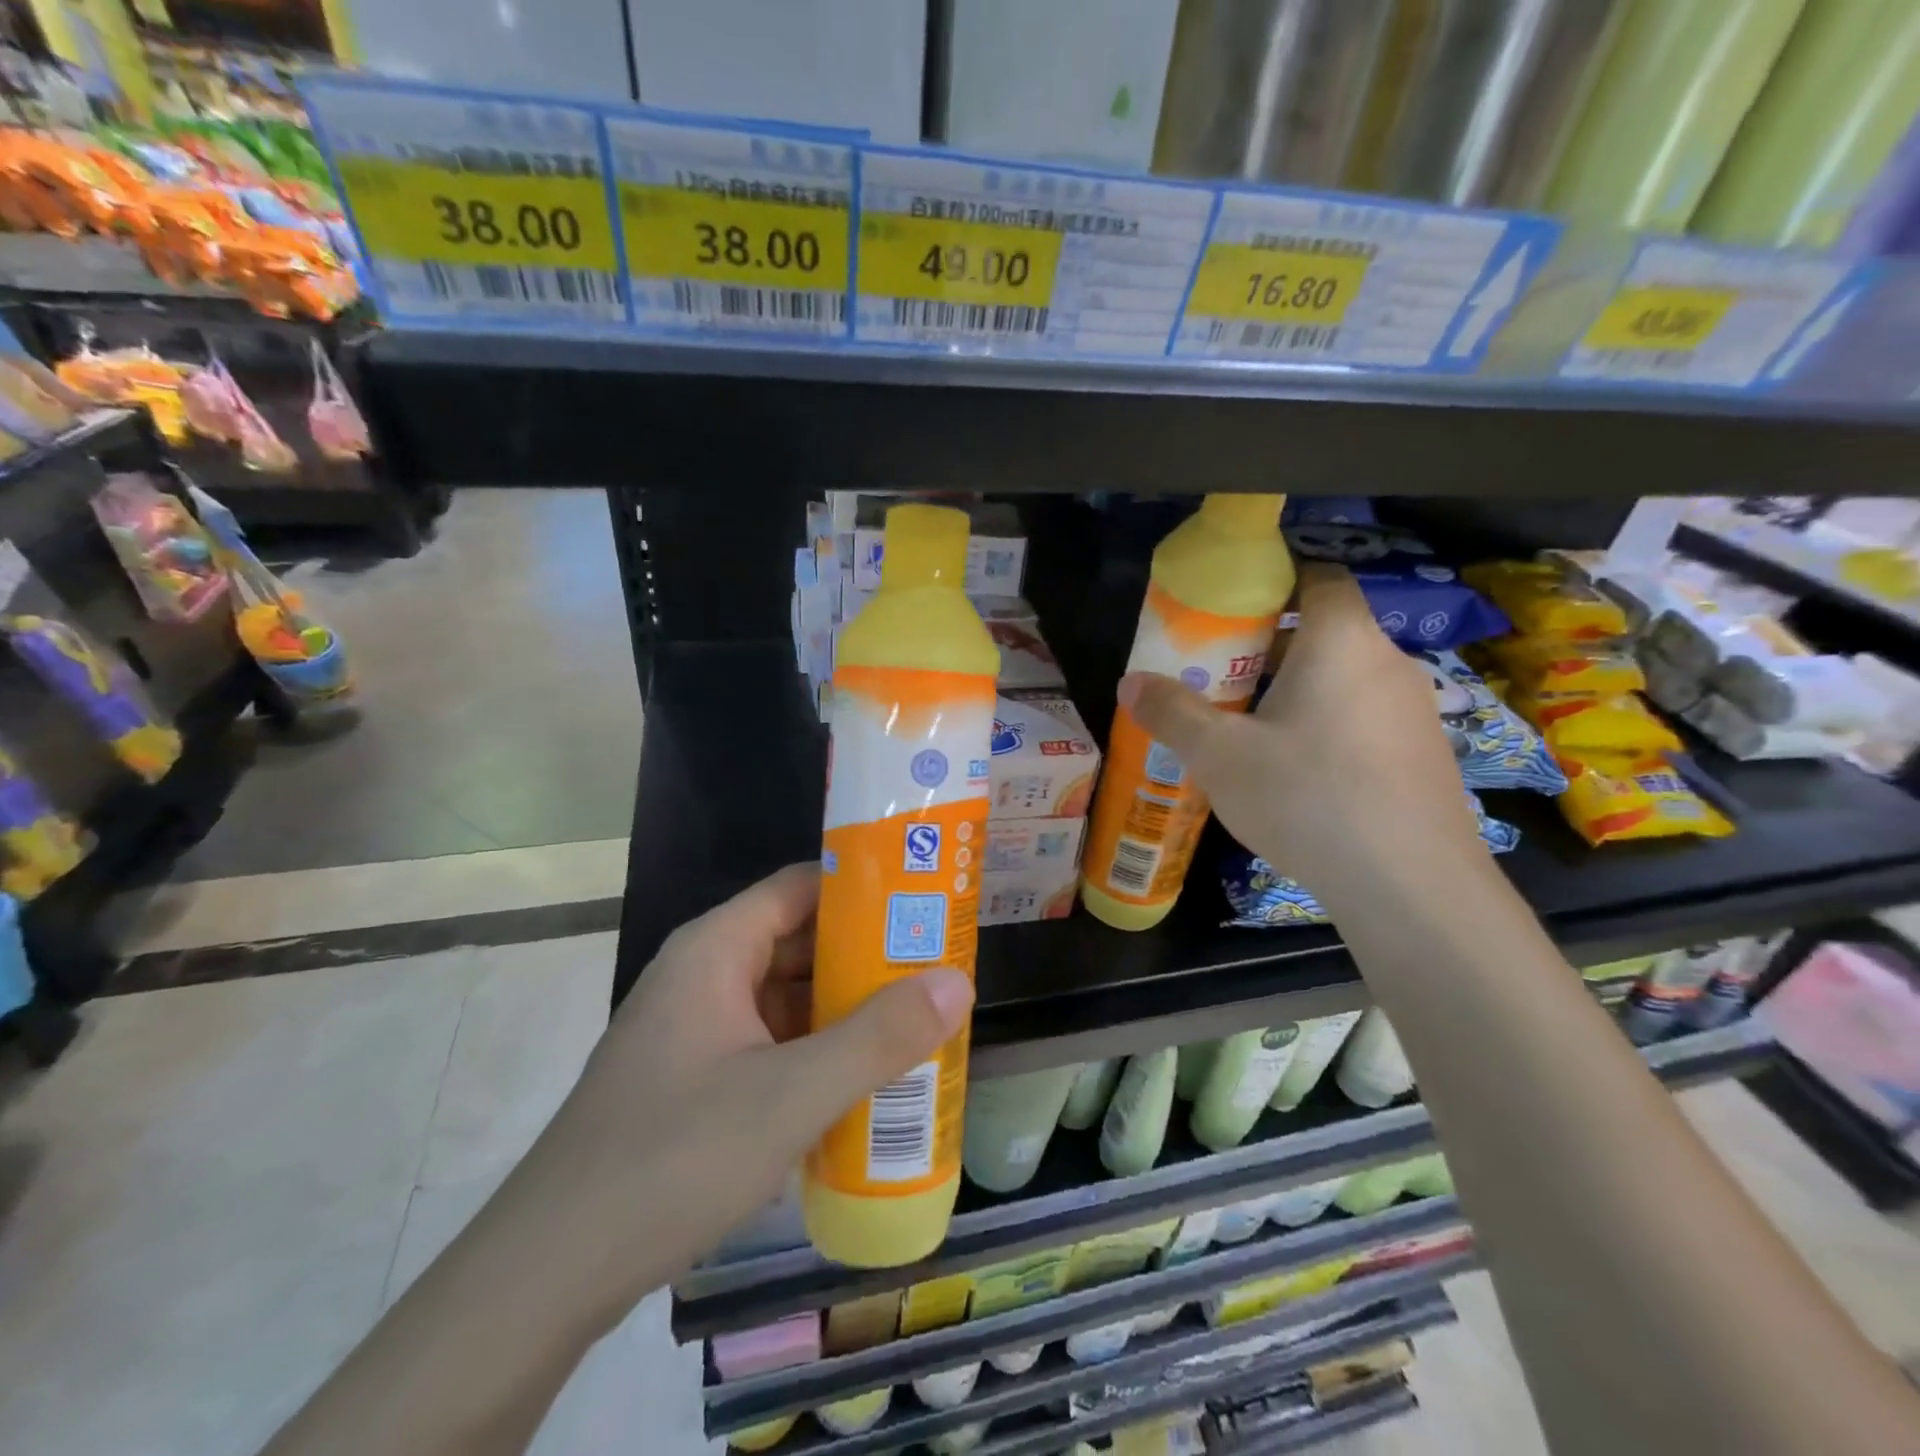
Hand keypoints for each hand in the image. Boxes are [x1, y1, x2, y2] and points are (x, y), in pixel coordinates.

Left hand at [534, 863, 972, 1315]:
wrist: (549, 1272)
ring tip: (918, 1018)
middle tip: (937, 965)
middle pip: (799, 940)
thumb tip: (958, 982)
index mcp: (716, 949)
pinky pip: (771, 1042)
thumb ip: (879, 1037)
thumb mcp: (791, 1094)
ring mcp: (697, 1028)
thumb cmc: (673, 1156)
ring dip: (846, 1007)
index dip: (865, 886)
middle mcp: (704, 974)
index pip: (802, 886)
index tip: (925, 901)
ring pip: (786, 997)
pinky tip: (863, 1079)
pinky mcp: (695, 1078)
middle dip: (867, 954)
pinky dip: (817, 1050)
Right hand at [1119, 564, 1478, 901]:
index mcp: (1342, 641)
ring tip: (1251, 730)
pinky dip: (1329, 727)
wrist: (1410, 887)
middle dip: (1271, 647)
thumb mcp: (1219, 755)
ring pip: (1345, 680)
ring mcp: (1415, 711)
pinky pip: (1365, 720)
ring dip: (1299, 691)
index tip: (1232, 608)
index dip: (1277, 581)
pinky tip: (1300, 776)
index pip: (1321, 577)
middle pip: (1326, 632)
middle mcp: (1388, 662)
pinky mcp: (1426, 756)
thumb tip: (1129, 682)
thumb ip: (1171, 712)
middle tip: (1220, 678)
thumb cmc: (1307, 797)